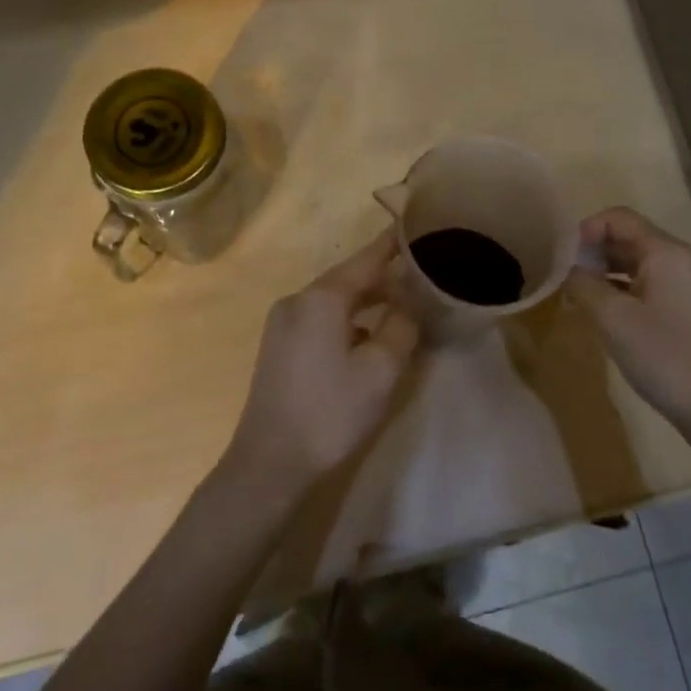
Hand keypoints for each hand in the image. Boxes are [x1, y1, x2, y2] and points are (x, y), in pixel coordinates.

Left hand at [225, 232, 419, 493]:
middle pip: (349, 278)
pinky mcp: (279, 346)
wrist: (269, 464)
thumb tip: (410, 303)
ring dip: (367, 301)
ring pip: (334, 300)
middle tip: (421, 276)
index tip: (416, 226)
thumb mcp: (380, 370)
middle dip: (384, 277)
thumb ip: (401, 327)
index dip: (393, 244)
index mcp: (322, 298)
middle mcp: (298, 300)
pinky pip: (320, 319)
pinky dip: (348, 320)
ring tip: (402, 306)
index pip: (366, 259)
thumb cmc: (330, 412)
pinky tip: (367, 339)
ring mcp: (283, 323)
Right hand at [565, 206, 690, 432]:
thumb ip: (583, 285)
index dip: (585, 229)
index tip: (562, 257)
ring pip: (638, 262)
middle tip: (565, 277)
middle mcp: (681, 259)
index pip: (618, 217)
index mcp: (665, 251)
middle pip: (629, 237)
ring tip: (579, 295)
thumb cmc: (664, 356)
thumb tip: (568, 270)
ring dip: (606, 271)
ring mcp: (689, 284)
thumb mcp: (612, 319)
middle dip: (593, 251)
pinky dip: (624, 289)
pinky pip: (650, 283)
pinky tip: (606, 313)